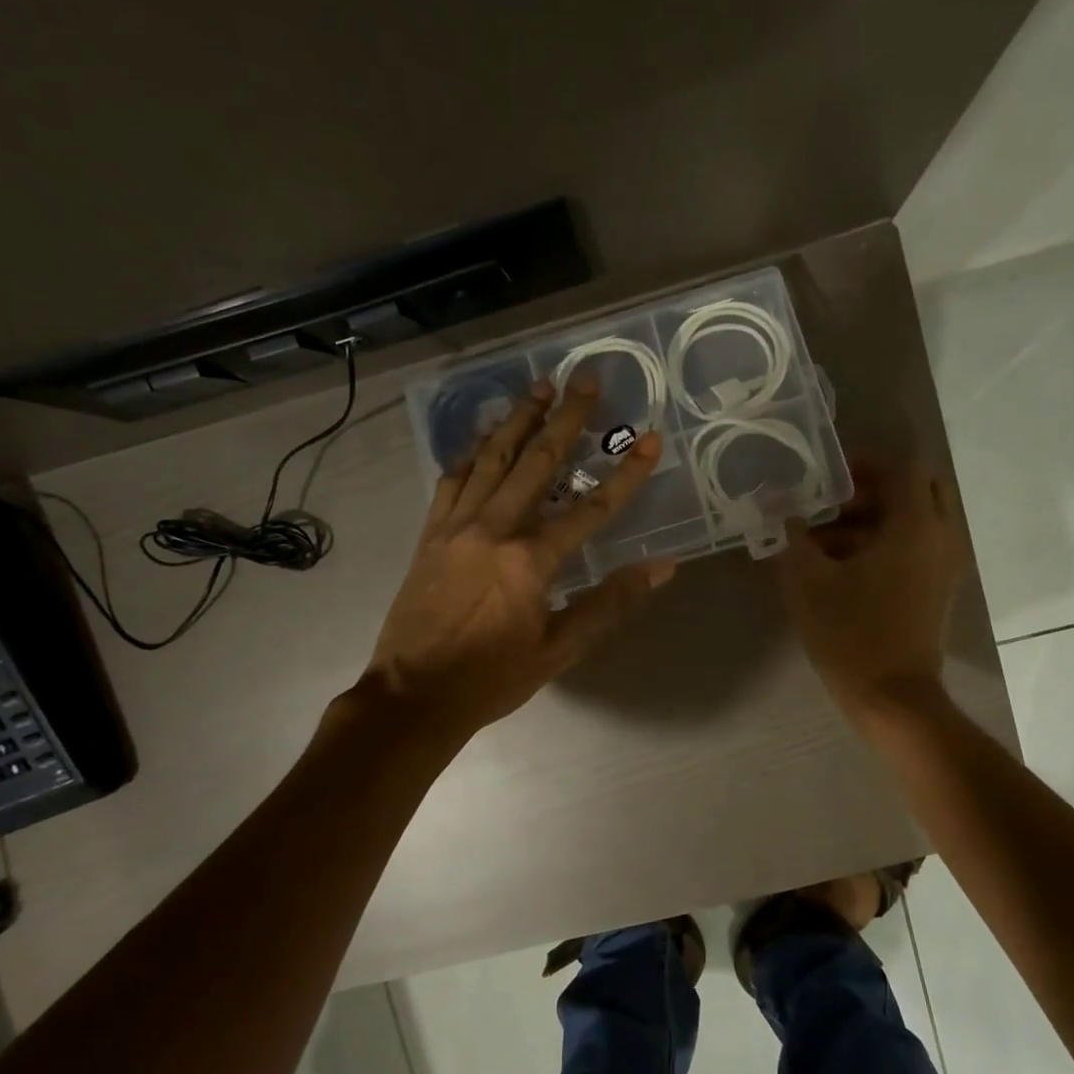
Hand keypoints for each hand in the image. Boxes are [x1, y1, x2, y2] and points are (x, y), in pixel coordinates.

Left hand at [360, 376, 674, 739]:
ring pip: (492, 459)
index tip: (651, 440)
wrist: (413, 695)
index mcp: (531, 560)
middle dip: (566, 417)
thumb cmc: (491, 679)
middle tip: (586, 378)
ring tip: (539, 387)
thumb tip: (660, 568)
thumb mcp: (559, 649)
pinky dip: (471, 452)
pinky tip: (485, 435)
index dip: (626, 474)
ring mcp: (456, 526)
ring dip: (518, 420)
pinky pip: (452, 480)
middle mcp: (494, 529)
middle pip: (537, 462)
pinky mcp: (430, 533)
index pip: (591, 508)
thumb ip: (609, 603)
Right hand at [778, 458, 965, 726]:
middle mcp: (940, 537)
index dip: (865, 462)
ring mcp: (942, 566)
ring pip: (913, 520)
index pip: (903, 467)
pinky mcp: (935, 589)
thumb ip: (795, 537)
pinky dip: (882, 543)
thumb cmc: (850, 634)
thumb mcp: (808, 581)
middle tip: (832, 502)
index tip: (828, 475)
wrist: (892, 697)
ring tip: (822, 539)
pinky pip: (914, 547)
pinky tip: (838, 567)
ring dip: (872, 519)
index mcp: (915, 526)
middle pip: (916, 489)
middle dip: (873, 489)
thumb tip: (784, 511)